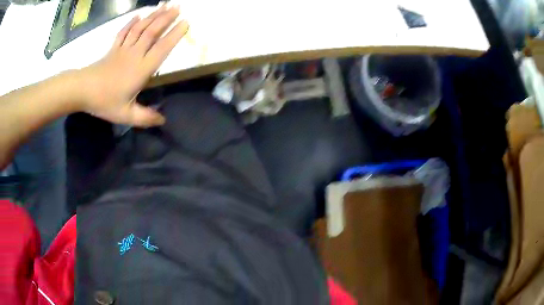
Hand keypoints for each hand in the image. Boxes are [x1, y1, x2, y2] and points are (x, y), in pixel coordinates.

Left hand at [77, 5, 188, 126]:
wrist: (82, 90)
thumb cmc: (104, 101)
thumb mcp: (125, 115)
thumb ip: (145, 118)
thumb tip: (163, 120)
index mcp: (141, 69)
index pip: (161, 49)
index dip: (174, 35)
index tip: (186, 22)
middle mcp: (135, 54)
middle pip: (152, 32)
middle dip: (166, 18)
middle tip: (178, 6)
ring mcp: (123, 49)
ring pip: (141, 28)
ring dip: (153, 16)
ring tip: (164, 6)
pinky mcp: (113, 49)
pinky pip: (124, 32)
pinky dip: (132, 22)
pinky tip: (138, 15)